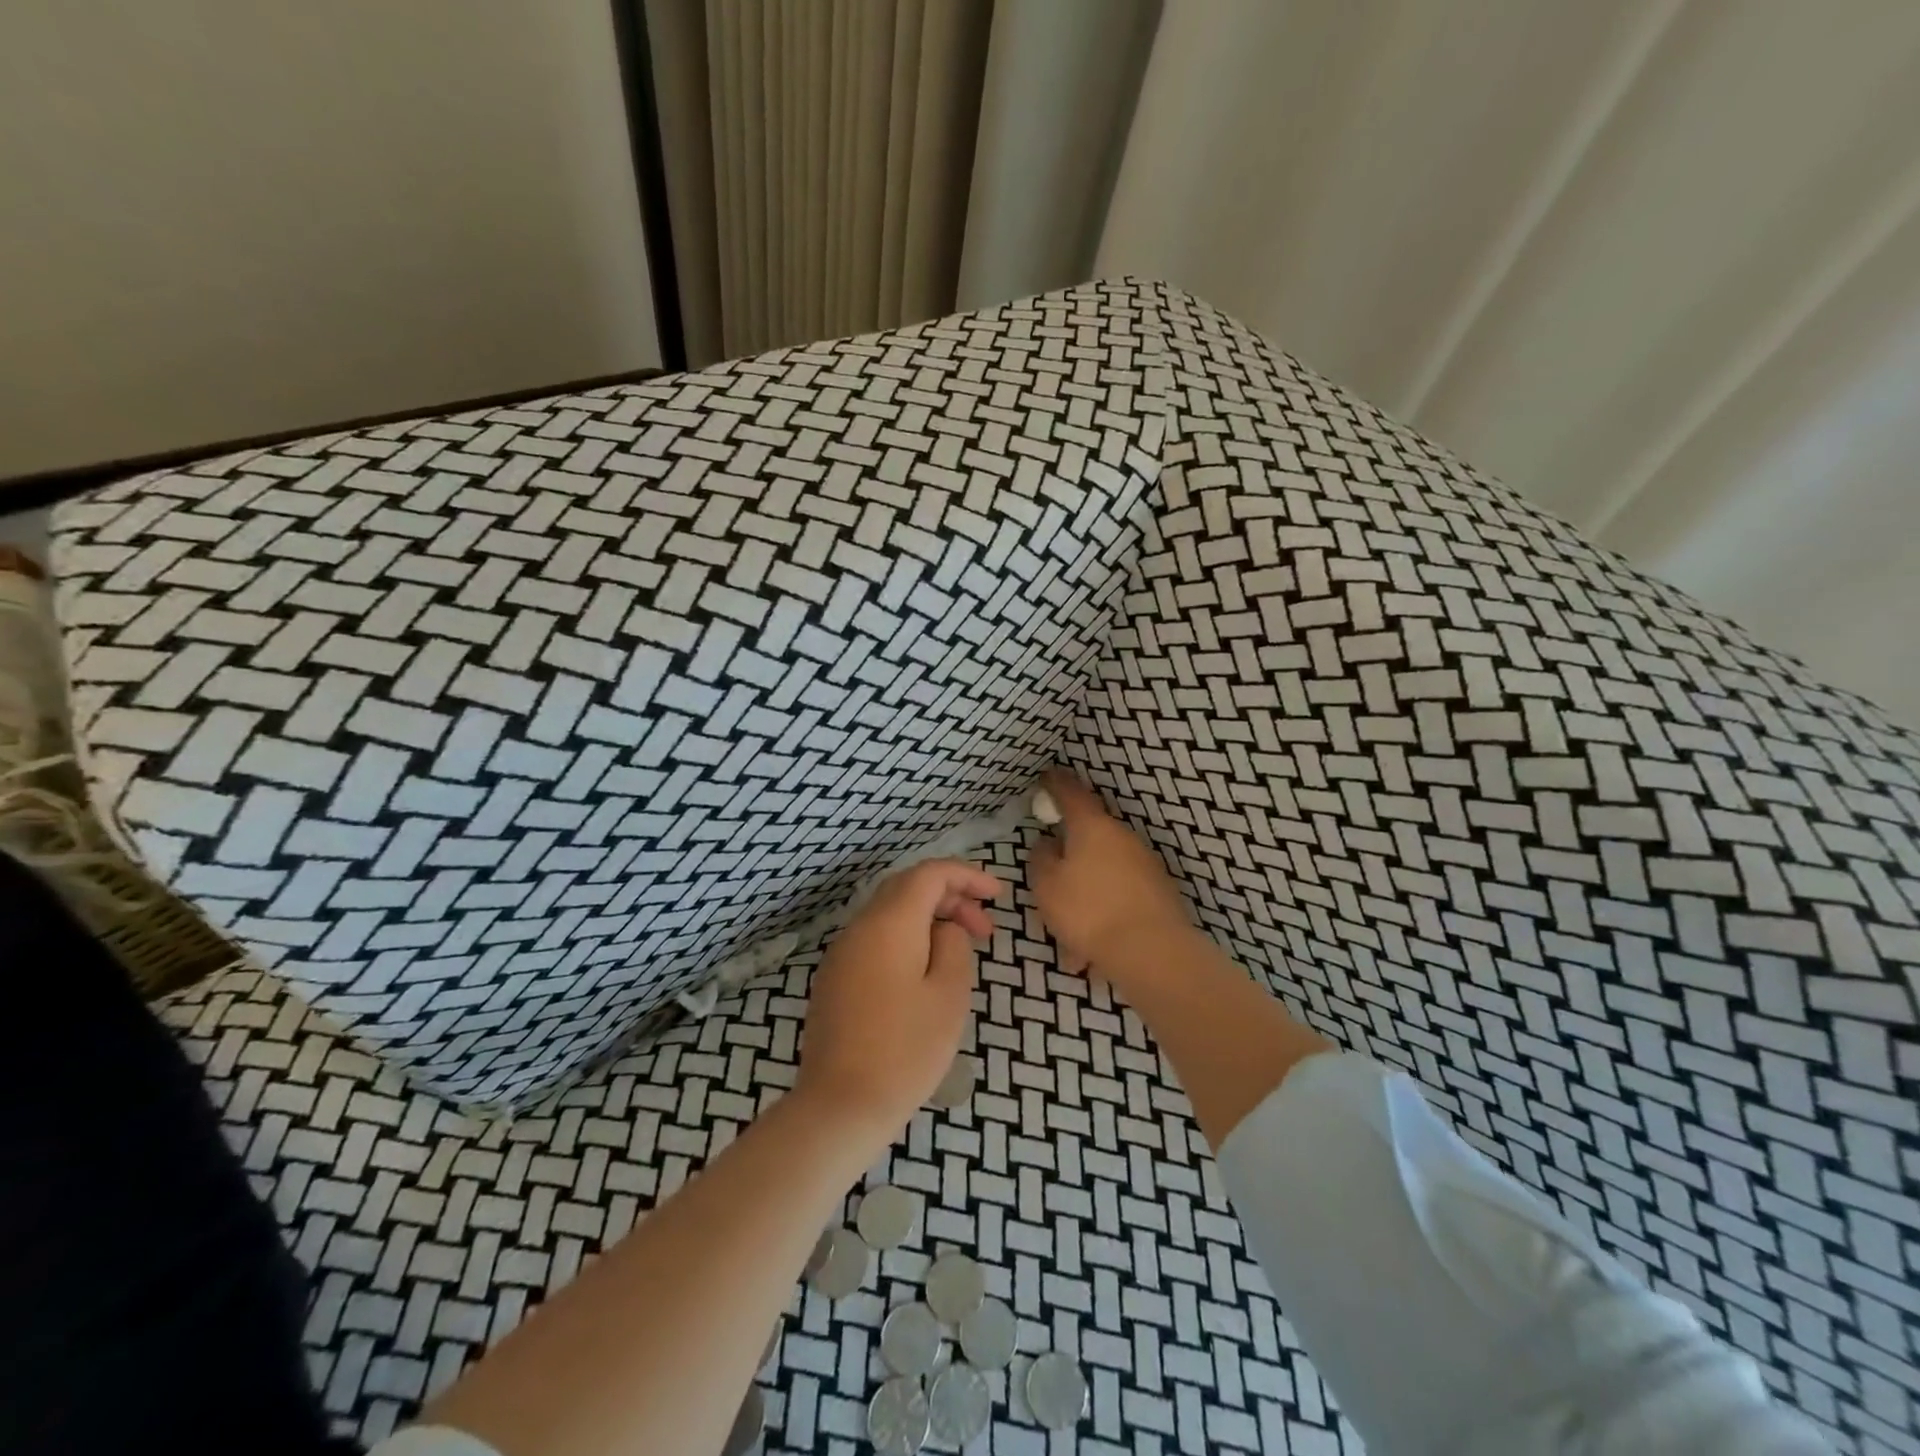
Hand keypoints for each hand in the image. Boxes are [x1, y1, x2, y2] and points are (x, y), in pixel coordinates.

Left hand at [796, 859, 1000, 1138]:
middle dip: (950, 897)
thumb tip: (944, 928)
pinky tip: (924, 972)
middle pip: (907, 888)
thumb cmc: (905, 1050)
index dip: (966, 875)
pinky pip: (875, 939)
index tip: (997, 896)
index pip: (929, 874)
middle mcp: (860, 927)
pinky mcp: (834, 979)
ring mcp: (841, 953)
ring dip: (928, 919)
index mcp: (890, 923)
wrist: (840, 1105)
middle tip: (984, 929)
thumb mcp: (948, 994)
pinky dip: (905, 939)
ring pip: (889, 914)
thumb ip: (953, 946)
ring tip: (959, 951)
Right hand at [1029, 769, 1195, 982]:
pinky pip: (1119, 896)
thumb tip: (1048, 843)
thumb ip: (1041, 858)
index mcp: (1092, 826)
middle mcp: (1122, 836)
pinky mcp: (1158, 892)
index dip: (1055, 783)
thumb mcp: (1046, 885)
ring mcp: (1144, 863)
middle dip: (1069, 852)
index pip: (1070, 792)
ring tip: (1070, 933)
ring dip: (1085, 892)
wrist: (1152, 952)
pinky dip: (1103, 913)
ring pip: (1103, 872)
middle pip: (1089, 834)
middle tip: (1050, 875)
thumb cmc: (1088, 911)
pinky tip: (1091, 951)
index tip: (1046, 777)